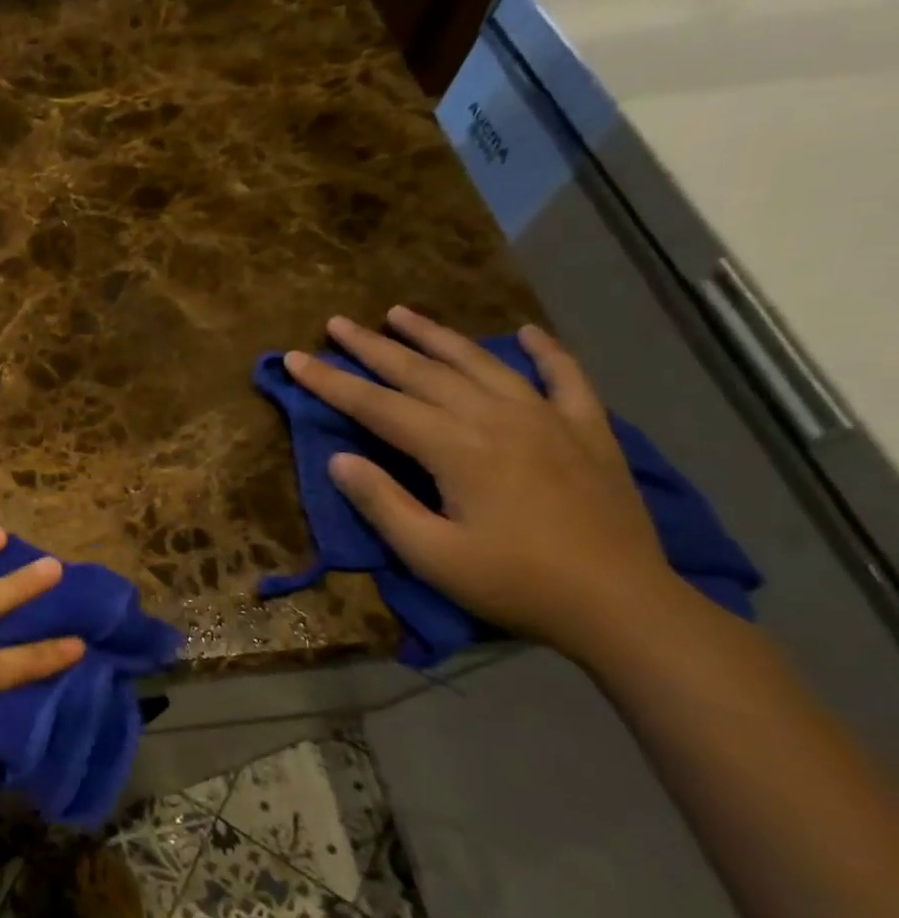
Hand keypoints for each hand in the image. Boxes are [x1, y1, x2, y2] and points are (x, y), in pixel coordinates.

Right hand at [285, 306, 685, 656]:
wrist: (623, 605)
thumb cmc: (514, 584)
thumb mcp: (430, 555)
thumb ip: (382, 502)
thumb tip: (338, 459)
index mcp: (456, 449)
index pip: (377, 405)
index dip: (331, 381)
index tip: (294, 358)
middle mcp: (497, 419)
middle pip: (422, 372)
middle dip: (373, 347)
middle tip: (337, 323)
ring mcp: (548, 419)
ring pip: (480, 363)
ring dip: (436, 335)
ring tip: (400, 312)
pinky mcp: (588, 431)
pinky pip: (566, 377)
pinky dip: (545, 351)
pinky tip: (526, 333)